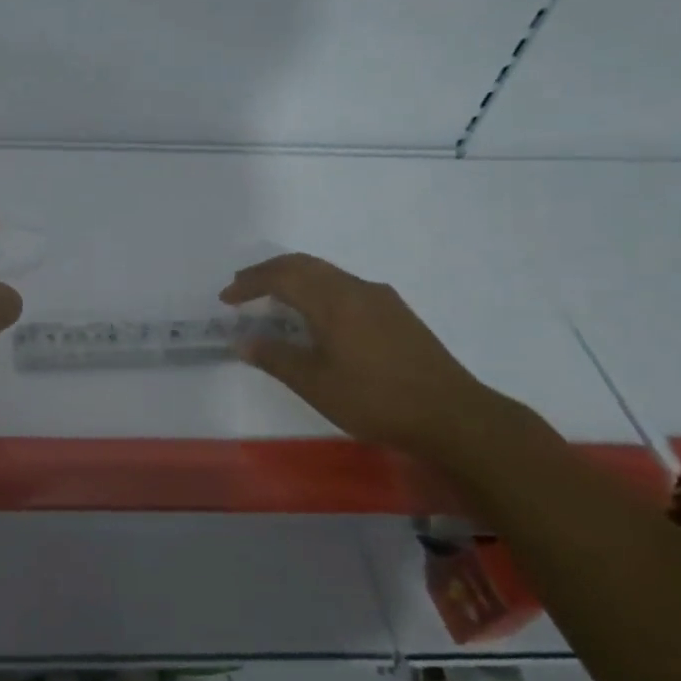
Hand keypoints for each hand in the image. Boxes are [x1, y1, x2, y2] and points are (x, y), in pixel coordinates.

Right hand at [220, 253, 516, 455]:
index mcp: (333, 300)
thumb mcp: (316, 384)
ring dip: (294, 279)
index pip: (281, 277)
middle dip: (269, 272)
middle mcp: (356, 288)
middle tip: (242, 287)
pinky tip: (317, 316)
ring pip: (327, 273)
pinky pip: (345, 286)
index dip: (250, 283)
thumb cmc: (376, 399)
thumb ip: (276, 358)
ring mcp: (380, 299)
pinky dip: (317, 289)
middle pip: (304, 265)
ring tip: (273, 299)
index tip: (226, 298)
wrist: (454, 415)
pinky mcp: (396, 313)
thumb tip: (243, 341)